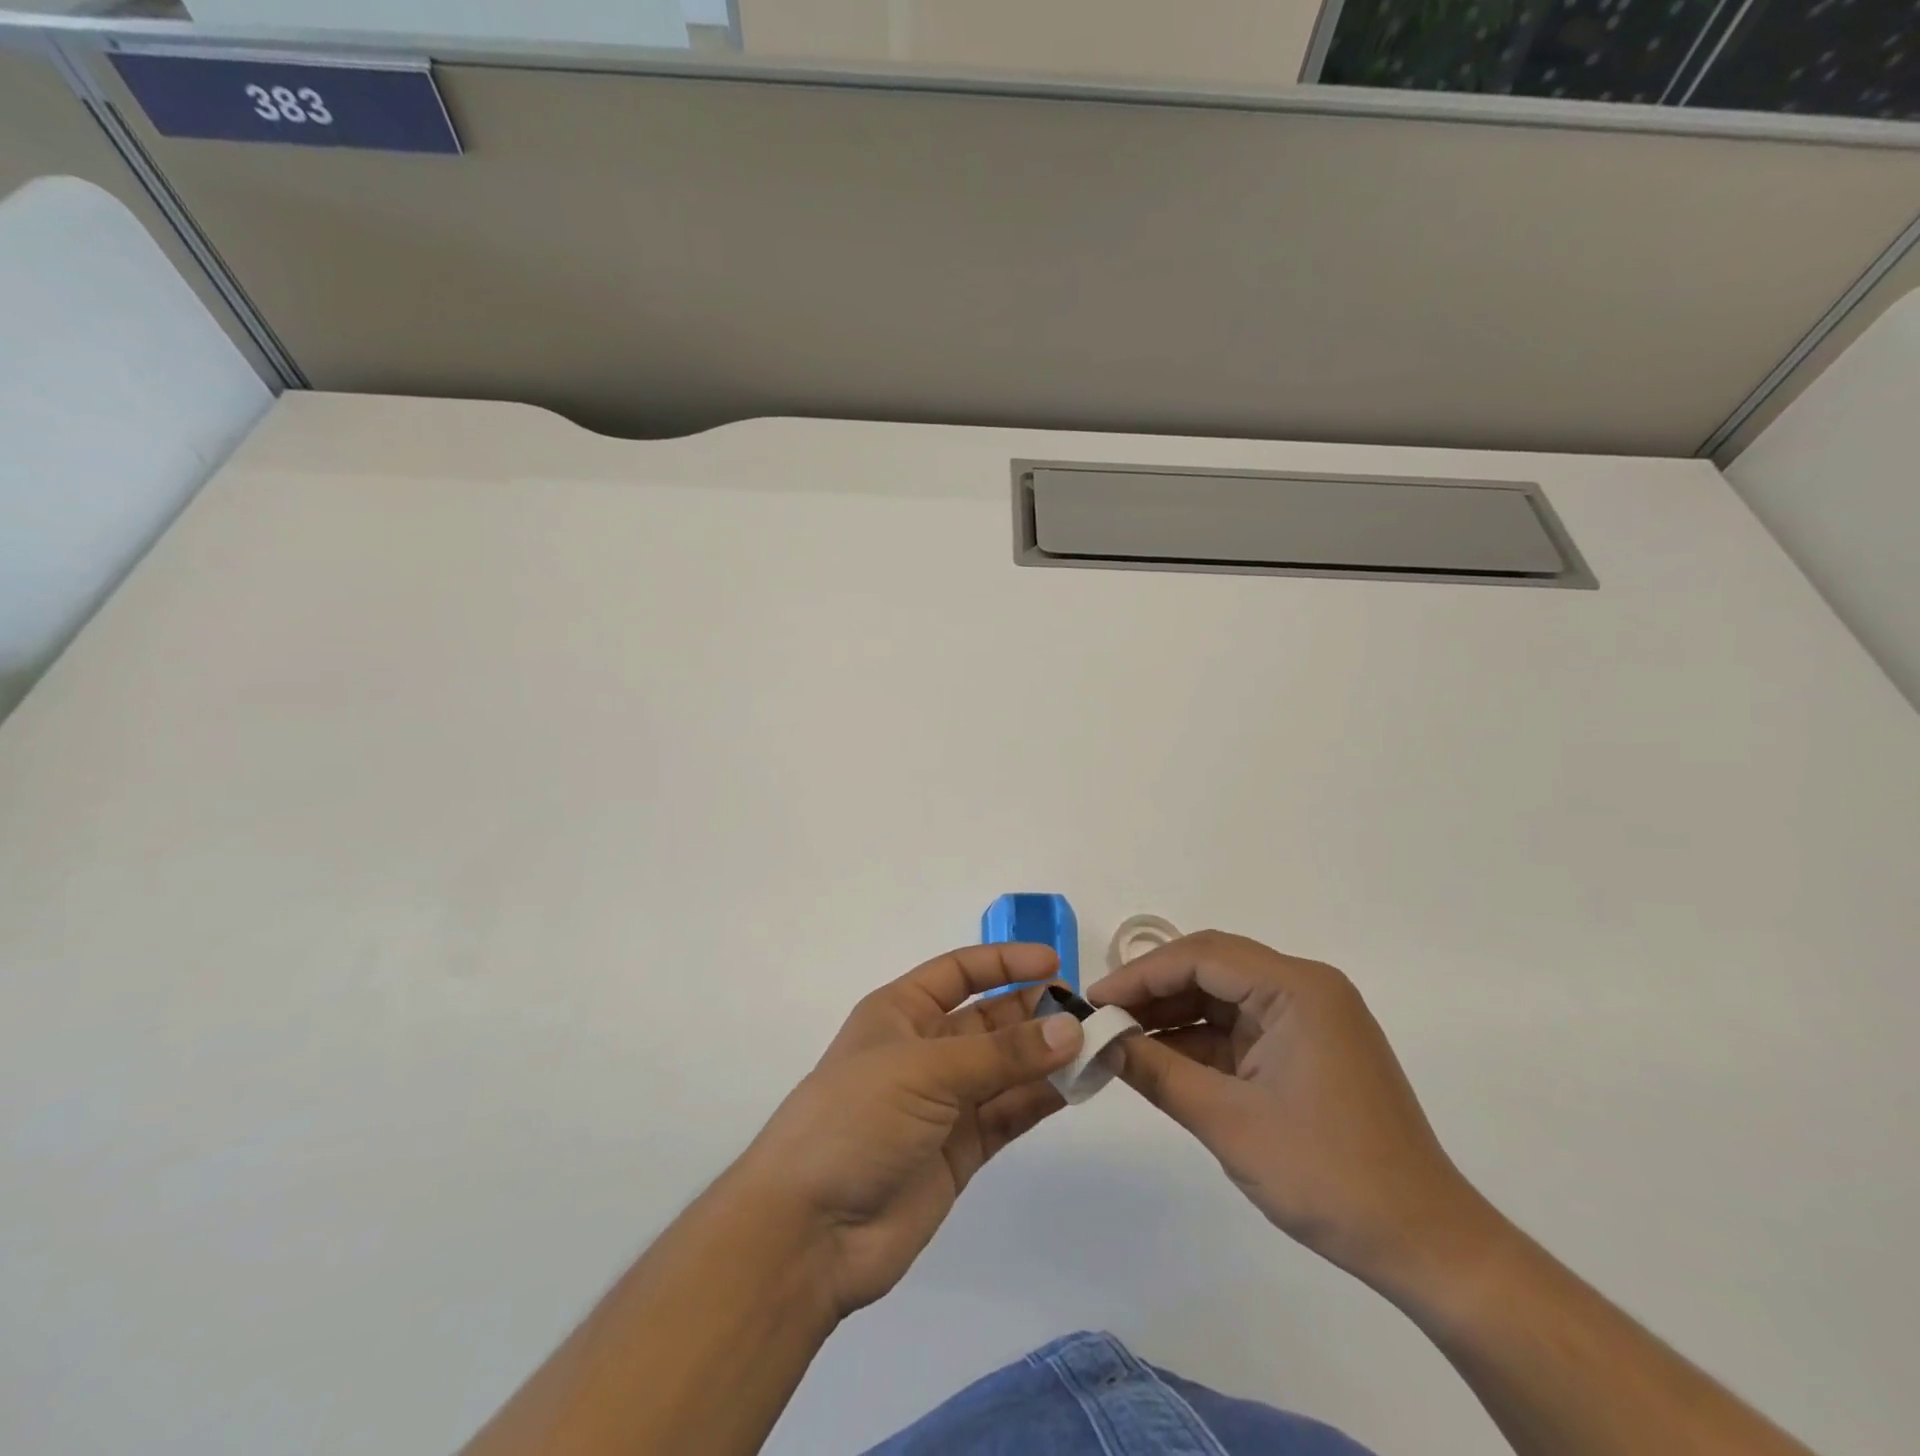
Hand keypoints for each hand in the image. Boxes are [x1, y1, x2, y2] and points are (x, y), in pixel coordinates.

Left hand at [732, 944, 1082, 1318]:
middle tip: (1086, 1014)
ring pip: (1004, 1068)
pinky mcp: (959, 1151)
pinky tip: (1076, 1088)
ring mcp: (942, 1103)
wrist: (809, 1231)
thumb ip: (1001, 1053)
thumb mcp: (925, 1070)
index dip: (1004, 962)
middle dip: (1034, 1012)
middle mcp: (923, 1050)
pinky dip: (1040, 1100)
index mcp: (899, 1013)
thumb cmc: (855, 1119)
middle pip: (988, 1020)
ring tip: (1095, 1048)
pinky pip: (1008, 1114)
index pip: (958, 972)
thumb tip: (1070, 1029)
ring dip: (1045, 1057)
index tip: (1054, 962)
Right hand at [1088, 931, 1491, 1292]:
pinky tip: (1159, 1060)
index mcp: (1296, 989)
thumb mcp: (1228, 1122)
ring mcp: (1308, 1019)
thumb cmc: (1328, 1175)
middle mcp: (1304, 989)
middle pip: (1211, 968)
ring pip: (1222, 998)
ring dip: (1173, 1017)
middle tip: (1103, 1017)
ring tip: (1120, 1039)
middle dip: (1153, 991)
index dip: (1141, 974)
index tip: (1095, 1001)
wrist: (1426, 1246)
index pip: (1202, 956)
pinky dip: (1199, 1042)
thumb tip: (1101, 1042)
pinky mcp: (1306, 1049)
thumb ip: (1158, 1072)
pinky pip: (1239, 1030)